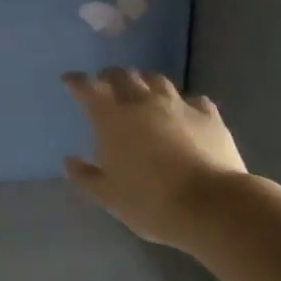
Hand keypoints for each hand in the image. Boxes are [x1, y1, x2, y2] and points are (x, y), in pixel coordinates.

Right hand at [62, 68, 247, 246]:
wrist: (211, 205)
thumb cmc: (150, 202)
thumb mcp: (108, 196)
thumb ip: (85, 176)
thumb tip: (70, 161)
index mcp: (112, 117)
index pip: (88, 88)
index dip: (76, 81)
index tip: (69, 80)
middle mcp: (142, 101)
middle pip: (122, 75)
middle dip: (110, 77)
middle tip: (106, 85)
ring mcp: (178, 104)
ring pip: (157, 80)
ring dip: (145, 82)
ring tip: (143, 91)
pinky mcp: (208, 115)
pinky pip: (193, 99)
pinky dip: (184, 102)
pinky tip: (185, 111)